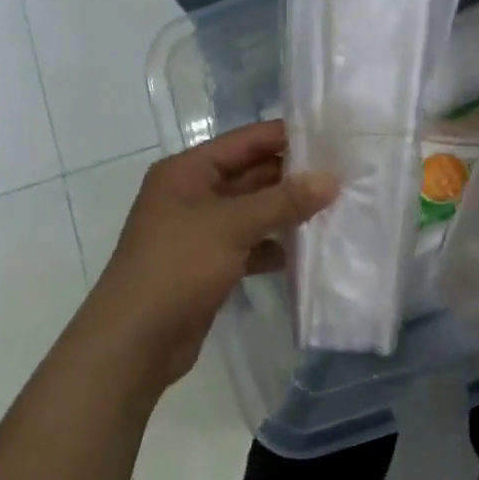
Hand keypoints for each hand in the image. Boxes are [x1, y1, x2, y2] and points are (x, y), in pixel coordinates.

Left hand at [84, 120, 337, 387]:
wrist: (134, 342)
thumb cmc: (176, 268)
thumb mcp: (231, 226)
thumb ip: (283, 201)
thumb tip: (332, 178)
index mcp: (187, 171)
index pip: (245, 141)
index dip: (287, 137)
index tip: (334, 136)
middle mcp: (193, 194)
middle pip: (251, 174)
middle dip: (293, 177)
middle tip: (344, 175)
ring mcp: (201, 231)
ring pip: (253, 211)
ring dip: (287, 212)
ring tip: (337, 209)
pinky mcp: (210, 264)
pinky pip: (250, 244)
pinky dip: (275, 246)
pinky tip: (308, 251)